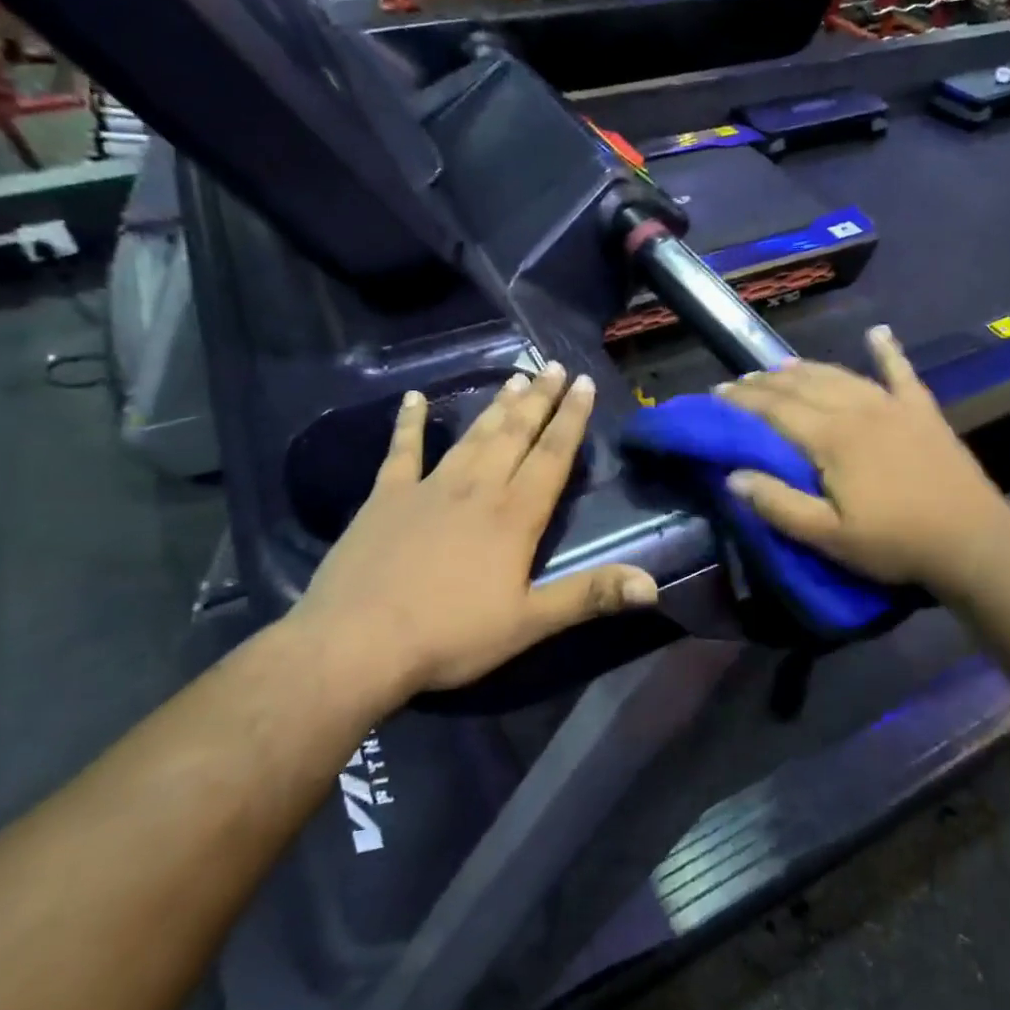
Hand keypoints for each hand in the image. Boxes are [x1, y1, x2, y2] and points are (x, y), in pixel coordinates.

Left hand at [286, 364, 657, 698]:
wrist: (357, 642)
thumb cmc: (451, 635)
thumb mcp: (529, 622)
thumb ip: (589, 596)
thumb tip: (652, 585)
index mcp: (514, 515)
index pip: (552, 456)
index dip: (571, 419)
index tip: (584, 384)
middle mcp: (477, 488)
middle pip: (515, 434)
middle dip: (540, 399)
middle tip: (555, 367)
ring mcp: (429, 487)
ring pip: (472, 436)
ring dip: (496, 406)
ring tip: (515, 377)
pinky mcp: (386, 497)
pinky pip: (402, 451)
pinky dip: (408, 423)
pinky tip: (413, 399)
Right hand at [717, 326, 1009, 594]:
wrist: (972, 540)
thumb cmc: (894, 543)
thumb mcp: (828, 537)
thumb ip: (778, 504)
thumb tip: (732, 475)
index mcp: (831, 438)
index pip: (775, 410)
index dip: (743, 400)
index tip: (717, 393)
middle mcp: (857, 409)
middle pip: (802, 386)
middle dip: (766, 382)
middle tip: (740, 381)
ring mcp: (893, 405)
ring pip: (840, 375)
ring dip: (806, 368)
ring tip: (780, 366)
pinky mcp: (923, 411)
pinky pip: (901, 372)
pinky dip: (887, 351)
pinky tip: (878, 333)